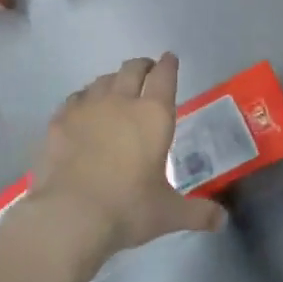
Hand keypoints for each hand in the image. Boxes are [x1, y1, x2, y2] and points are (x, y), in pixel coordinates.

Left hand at [24, 53, 225, 257]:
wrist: (70, 215)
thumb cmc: (128, 209)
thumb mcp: (168, 214)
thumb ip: (198, 213)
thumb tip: (222, 221)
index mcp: (154, 115)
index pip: (165, 76)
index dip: (168, 65)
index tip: (170, 59)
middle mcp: (121, 101)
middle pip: (132, 68)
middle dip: (142, 66)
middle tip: (147, 71)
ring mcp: (87, 108)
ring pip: (102, 80)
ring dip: (113, 80)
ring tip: (115, 90)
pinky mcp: (59, 120)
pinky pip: (75, 98)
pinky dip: (84, 99)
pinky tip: (83, 110)